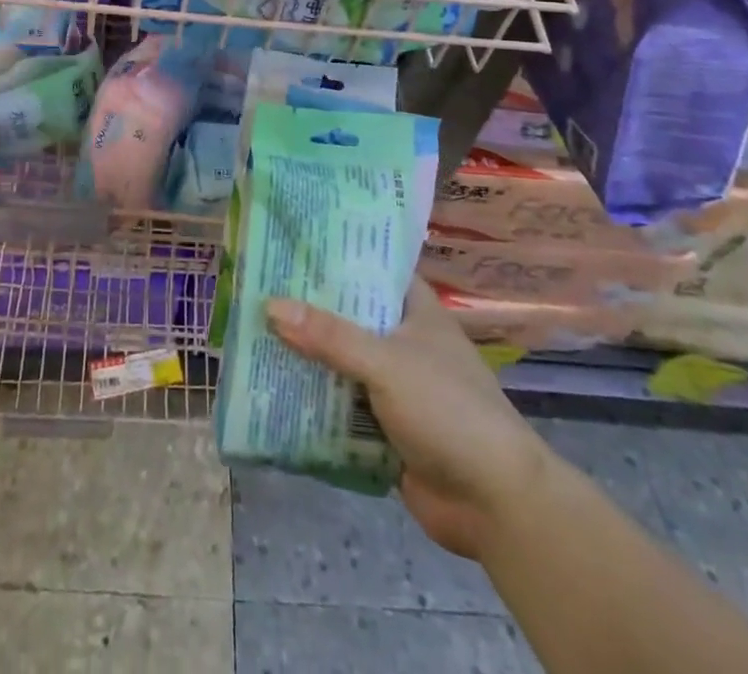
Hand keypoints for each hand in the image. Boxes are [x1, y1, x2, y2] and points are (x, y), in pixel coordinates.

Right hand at [266, 277, 548, 561]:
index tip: (291, 244)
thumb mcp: (386, 362)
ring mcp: (394, 386)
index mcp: (415, 310)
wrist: (495, 504)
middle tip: (257, 288)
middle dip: (308, 309)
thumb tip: (269, 305)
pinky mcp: (384, 427)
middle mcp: (403, 341)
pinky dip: (313, 401)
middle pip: (348, 316)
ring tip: (252, 334)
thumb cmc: (448, 410)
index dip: (336, 255)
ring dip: (305, 356)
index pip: (373, 268)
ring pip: (340, 361)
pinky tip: (271, 390)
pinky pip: (339, 405)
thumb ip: (329, 335)